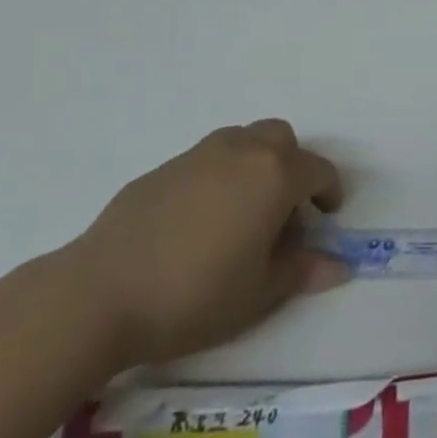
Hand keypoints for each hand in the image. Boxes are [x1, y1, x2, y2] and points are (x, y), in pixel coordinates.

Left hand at [65, 120, 348, 369]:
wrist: (98, 294)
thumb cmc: (192, 296)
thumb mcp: (257, 295)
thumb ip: (301, 271)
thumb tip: (338, 264)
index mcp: (275, 175)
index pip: (318, 171)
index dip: (329, 192)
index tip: (326, 218)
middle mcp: (244, 151)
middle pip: (283, 140)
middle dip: (293, 168)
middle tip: (283, 211)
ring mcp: (201, 154)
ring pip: (244, 141)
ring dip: (256, 165)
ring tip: (242, 212)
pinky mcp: (165, 168)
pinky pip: (207, 161)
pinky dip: (218, 178)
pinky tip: (197, 222)